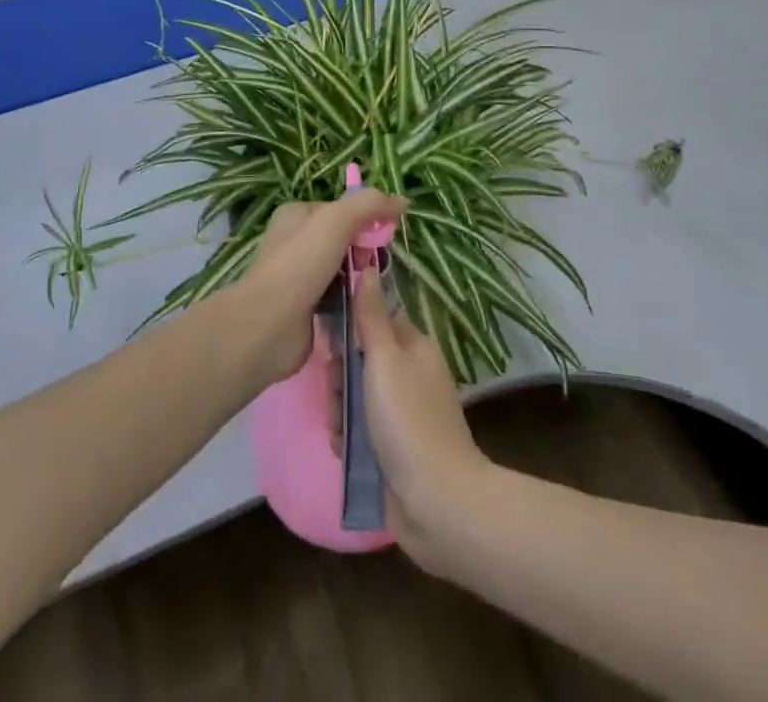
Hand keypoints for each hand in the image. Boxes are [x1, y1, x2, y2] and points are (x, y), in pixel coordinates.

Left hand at [237, 189, 406, 383]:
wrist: (268, 325)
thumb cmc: (300, 264)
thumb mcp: (336, 221)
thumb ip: (369, 205)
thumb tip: (402, 201)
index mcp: (297, 215)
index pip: (342, 210)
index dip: (366, 220)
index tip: (384, 236)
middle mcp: (295, 242)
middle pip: (344, 240)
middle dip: (363, 252)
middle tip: (372, 266)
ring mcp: (299, 276)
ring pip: (343, 271)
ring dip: (359, 279)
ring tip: (370, 290)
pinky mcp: (306, 308)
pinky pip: (338, 298)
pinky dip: (351, 302)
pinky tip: (361, 310)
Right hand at [351, 275, 493, 568]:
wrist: (436, 502)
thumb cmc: (408, 420)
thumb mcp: (385, 359)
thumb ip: (371, 314)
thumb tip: (367, 264)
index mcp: (412, 347)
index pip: (374, 318)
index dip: (349, 325)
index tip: (330, 339)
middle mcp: (408, 374)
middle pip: (359, 359)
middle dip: (340, 376)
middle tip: (337, 392)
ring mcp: (400, 412)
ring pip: (354, 395)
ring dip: (341, 410)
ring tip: (342, 429)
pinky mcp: (391, 447)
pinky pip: (359, 429)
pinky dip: (349, 437)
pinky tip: (345, 449)